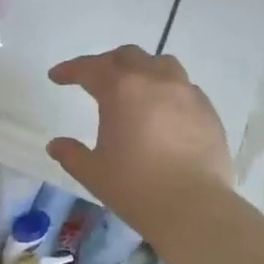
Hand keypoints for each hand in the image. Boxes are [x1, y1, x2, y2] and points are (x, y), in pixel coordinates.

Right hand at [47, 46, 234, 232]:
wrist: (193, 206)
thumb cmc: (135, 187)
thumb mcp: (93, 172)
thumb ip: (71, 154)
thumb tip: (56, 145)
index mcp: (122, 91)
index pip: (90, 68)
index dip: (70, 70)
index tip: (56, 77)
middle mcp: (156, 81)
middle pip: (128, 57)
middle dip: (106, 63)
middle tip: (93, 80)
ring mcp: (187, 93)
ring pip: (161, 64)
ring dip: (141, 69)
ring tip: (133, 88)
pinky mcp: (208, 110)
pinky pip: (183, 87)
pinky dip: (166, 90)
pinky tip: (162, 112)